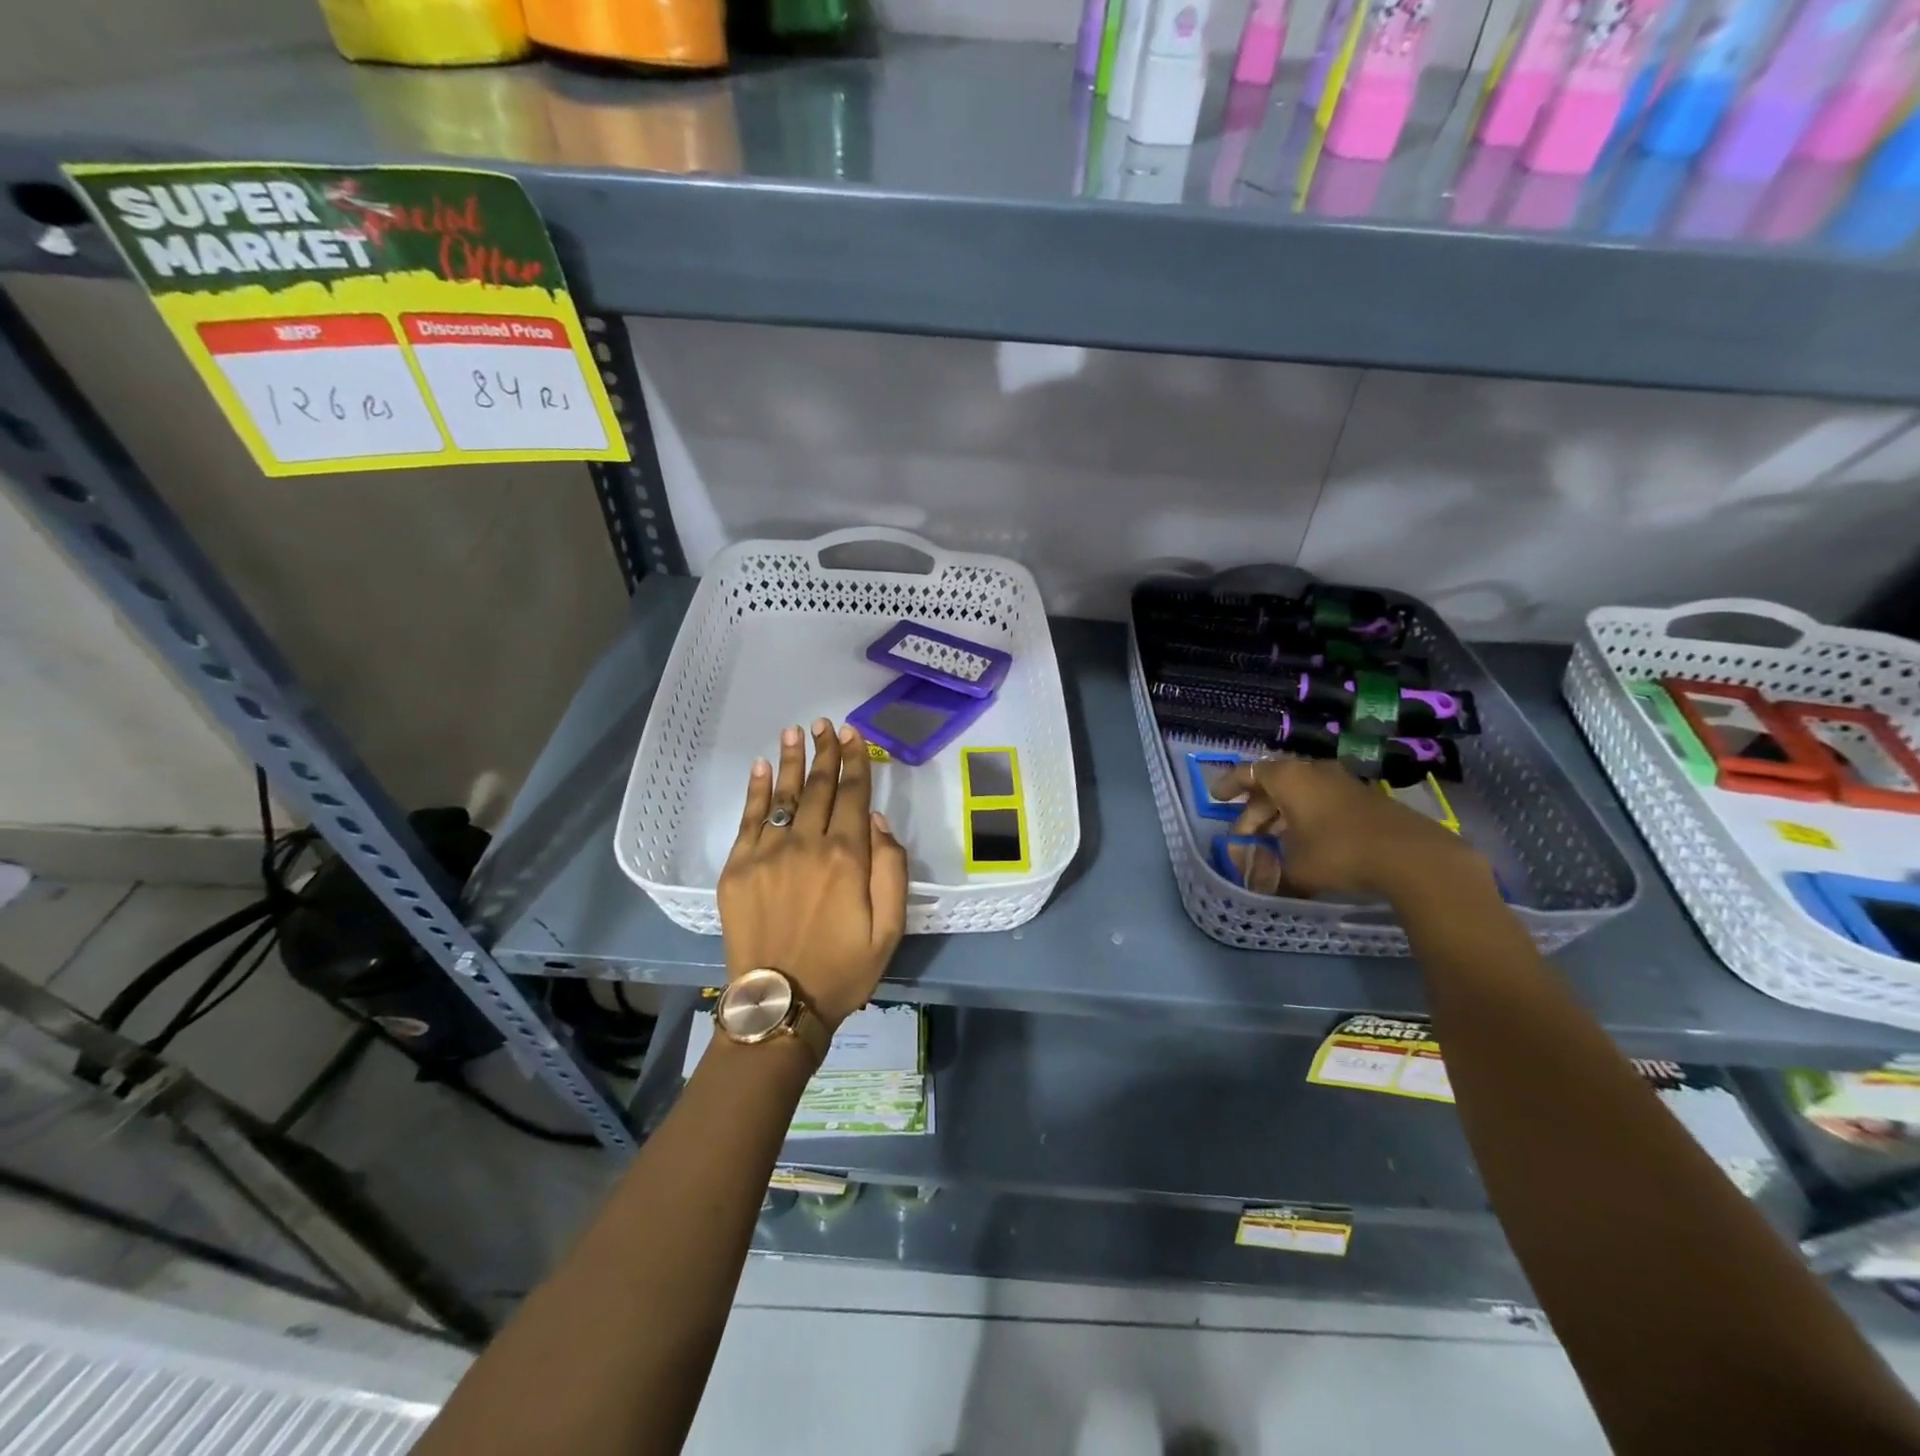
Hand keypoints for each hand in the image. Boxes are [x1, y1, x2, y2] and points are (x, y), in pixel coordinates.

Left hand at [717, 719, 908, 1030]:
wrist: (779, 1005)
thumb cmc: (843, 968)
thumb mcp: (890, 928)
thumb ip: (891, 869)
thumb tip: (877, 821)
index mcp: (846, 857)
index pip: (854, 795)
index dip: (854, 762)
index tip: (852, 735)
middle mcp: (806, 845)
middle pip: (819, 788)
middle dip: (824, 753)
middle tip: (825, 724)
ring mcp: (767, 854)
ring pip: (783, 795)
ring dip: (790, 761)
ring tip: (794, 731)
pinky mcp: (737, 868)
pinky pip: (748, 819)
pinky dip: (754, 790)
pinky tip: (759, 767)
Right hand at [1217, 756, 1482, 898]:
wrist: (1411, 856)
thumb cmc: (1339, 853)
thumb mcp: (1295, 869)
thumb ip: (1270, 871)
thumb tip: (1258, 881)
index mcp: (1288, 778)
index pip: (1248, 773)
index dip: (1229, 785)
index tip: (1217, 798)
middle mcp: (1312, 772)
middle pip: (1273, 784)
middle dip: (1255, 810)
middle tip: (1244, 835)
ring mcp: (1341, 782)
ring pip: (1300, 792)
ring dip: (1282, 814)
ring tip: (1273, 840)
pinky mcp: (1364, 798)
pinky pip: (1321, 801)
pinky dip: (1306, 816)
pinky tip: (1306, 841)